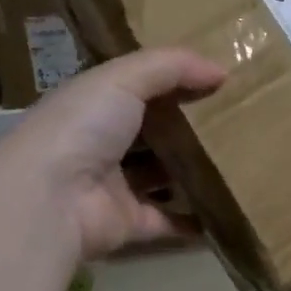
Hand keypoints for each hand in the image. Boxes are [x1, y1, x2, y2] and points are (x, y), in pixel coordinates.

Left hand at [2, 47, 225, 260]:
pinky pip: (167, 221)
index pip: (136, 89)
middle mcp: (101, 144)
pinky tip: (228, 209)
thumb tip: (222, 70)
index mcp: (94, 105)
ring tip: (241, 163)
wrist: (49, 198)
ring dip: (193, 173)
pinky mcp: (127, 224)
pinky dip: (193, 219)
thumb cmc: (82, 127)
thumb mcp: (124, 78)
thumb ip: (172, 67)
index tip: (216, 81)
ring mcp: (113, 187)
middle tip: (238, 123)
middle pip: (152, 135)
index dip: (172, 83)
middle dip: (188, 129)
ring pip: (161, 177)